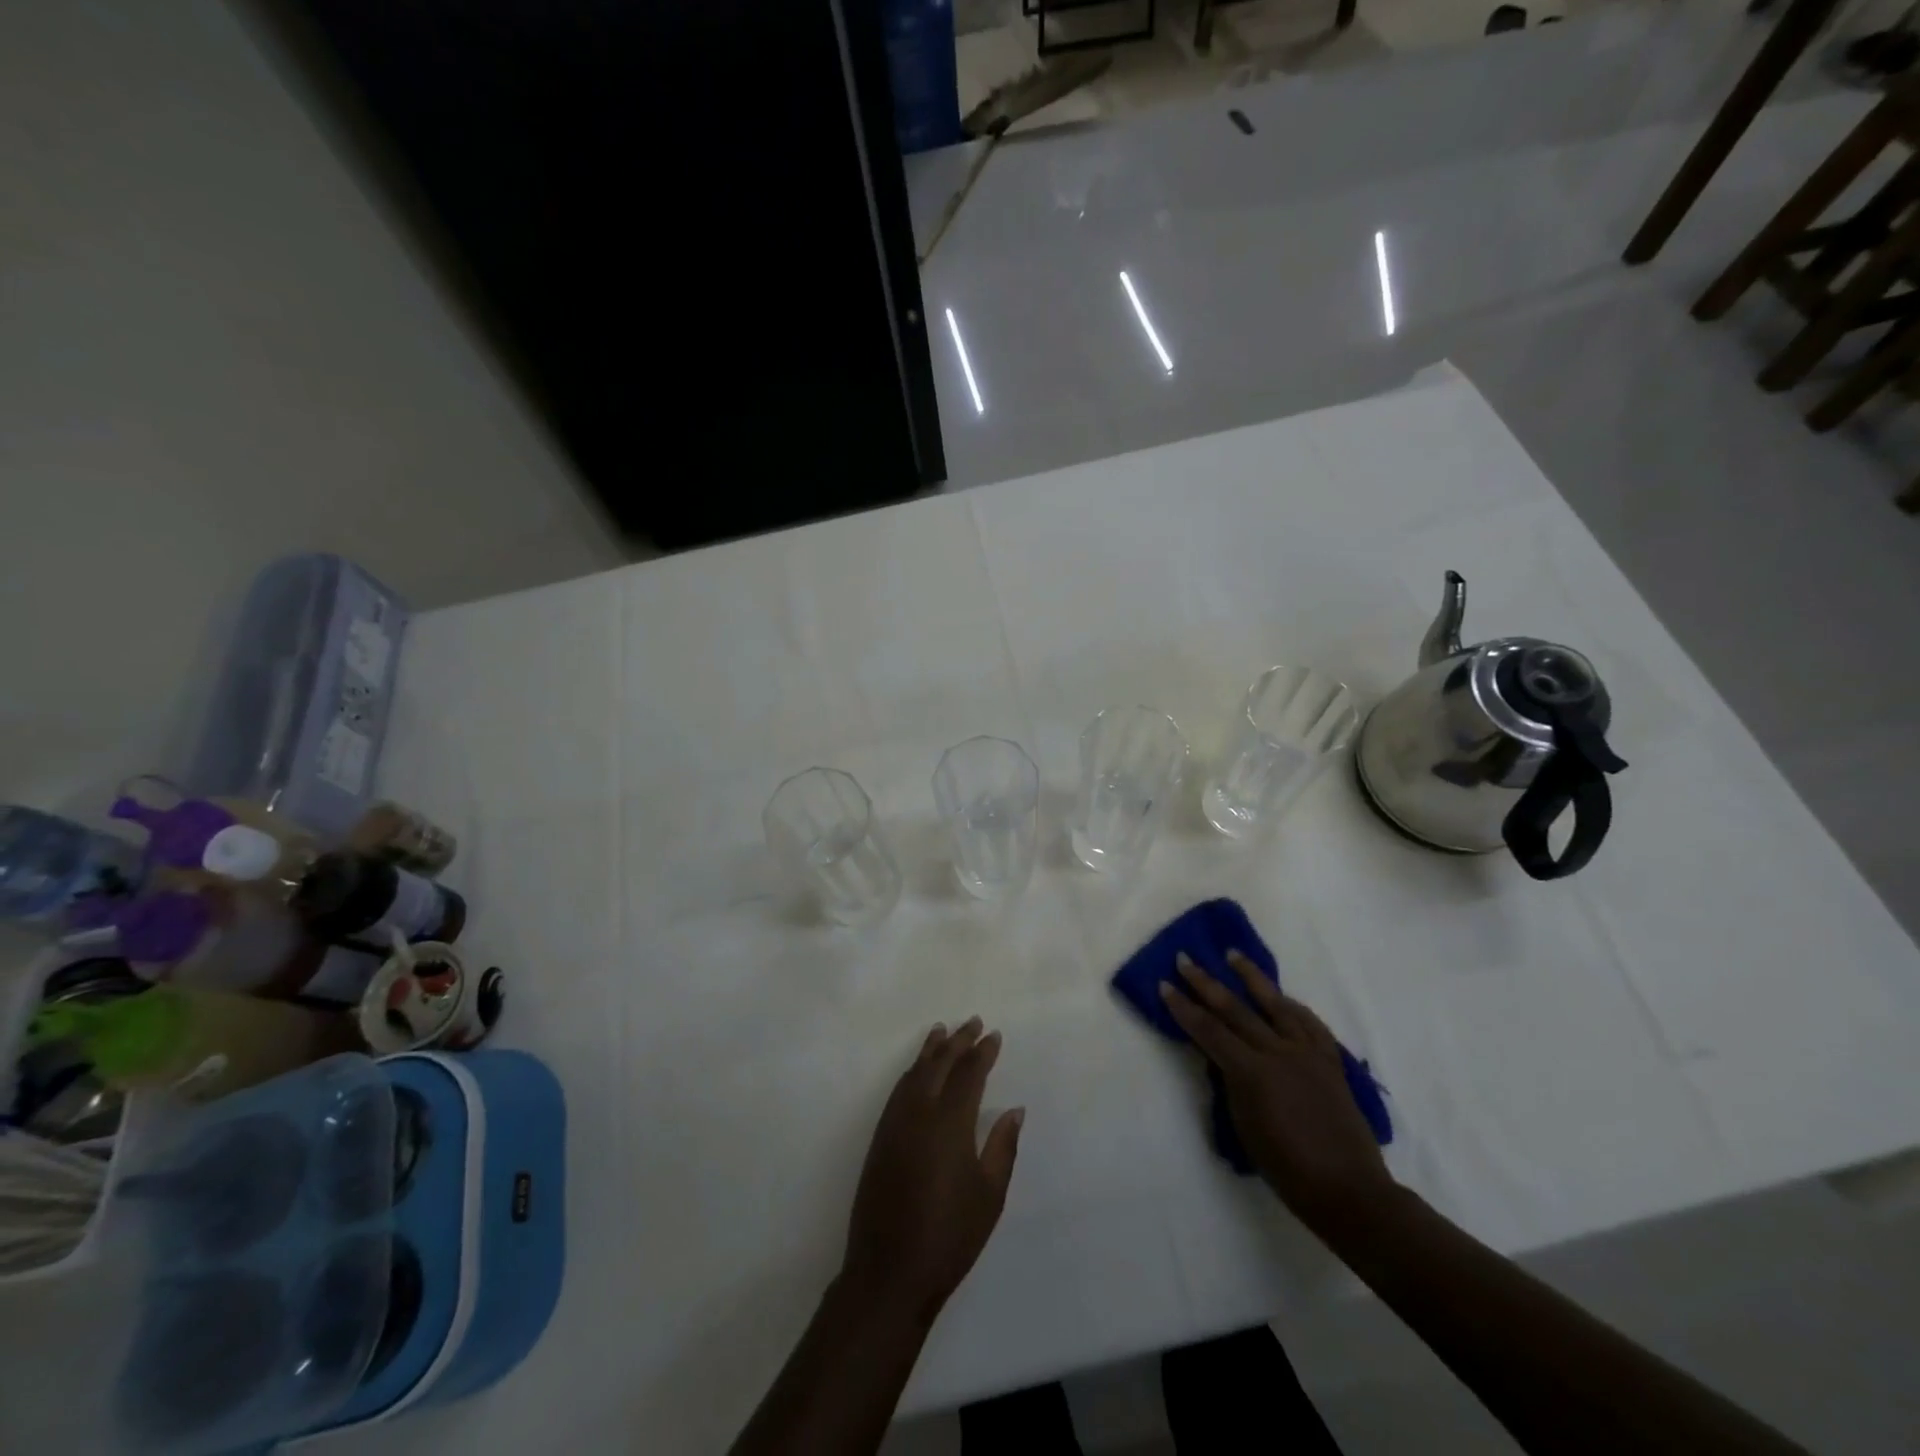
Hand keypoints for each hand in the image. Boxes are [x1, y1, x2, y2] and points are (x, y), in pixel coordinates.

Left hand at [841, 1018, 1022, 1323]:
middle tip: (973, 1022)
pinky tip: (918, 1070)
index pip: (968, 1074)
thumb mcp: (989, 1195)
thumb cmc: (950, 1236)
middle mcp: (920, 1112)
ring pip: (914, 1072)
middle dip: (958, 1041)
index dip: (982, 1053)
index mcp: (950, 1123)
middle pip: (939, 1064)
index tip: (994, 1035)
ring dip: (931, 1050)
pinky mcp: (880, 1137)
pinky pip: (899, 1089)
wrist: (889, 1271)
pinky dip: (912, 1071)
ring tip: (943, 1031)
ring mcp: (895, 1123)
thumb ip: (1002, 1147)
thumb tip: (1014, 1110)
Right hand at [1161, 951, 1392, 1226]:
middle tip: (1185, 959)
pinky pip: (1309, 1023)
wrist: (1348, 1190)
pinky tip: (1282, 997)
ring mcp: (1307, 1053)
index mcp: (1252, 1072)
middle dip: (1206, 983)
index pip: (1208, 1030)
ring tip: (1233, 955)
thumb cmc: (1287, 1168)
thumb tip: (1224, 1058)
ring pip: (1275, 1004)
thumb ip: (1232, 1084)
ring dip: (1251, 977)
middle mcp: (1278, 1053)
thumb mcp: (1244, 1126)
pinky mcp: (1330, 1060)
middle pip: (1235, 1009)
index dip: (1184, 1007)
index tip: (1165, 985)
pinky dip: (1292, 1006)